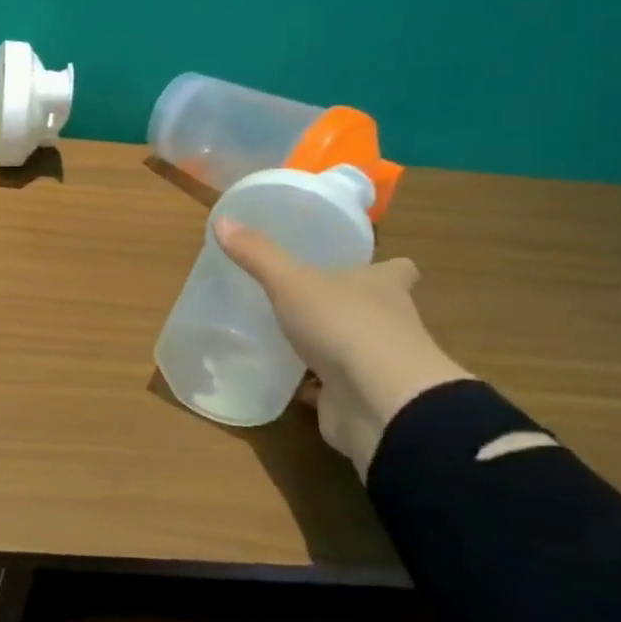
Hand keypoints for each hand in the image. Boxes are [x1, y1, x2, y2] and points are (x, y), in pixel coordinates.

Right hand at [215, 217, 471, 474]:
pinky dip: (312, 385)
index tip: (363, 264)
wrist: (379, 402)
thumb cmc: (344, 325)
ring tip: (286, 336)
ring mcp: (377, 364)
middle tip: (306, 298)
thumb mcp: (291, 282)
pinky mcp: (360, 397)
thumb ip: (258, 255)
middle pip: (374, 307)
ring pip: (353, 348)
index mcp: (383, 286)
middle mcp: (389, 322)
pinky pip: (332, 386)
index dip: (385, 267)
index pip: (398, 269)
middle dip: (346, 304)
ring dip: (328, 345)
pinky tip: (283, 379)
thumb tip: (222, 220)